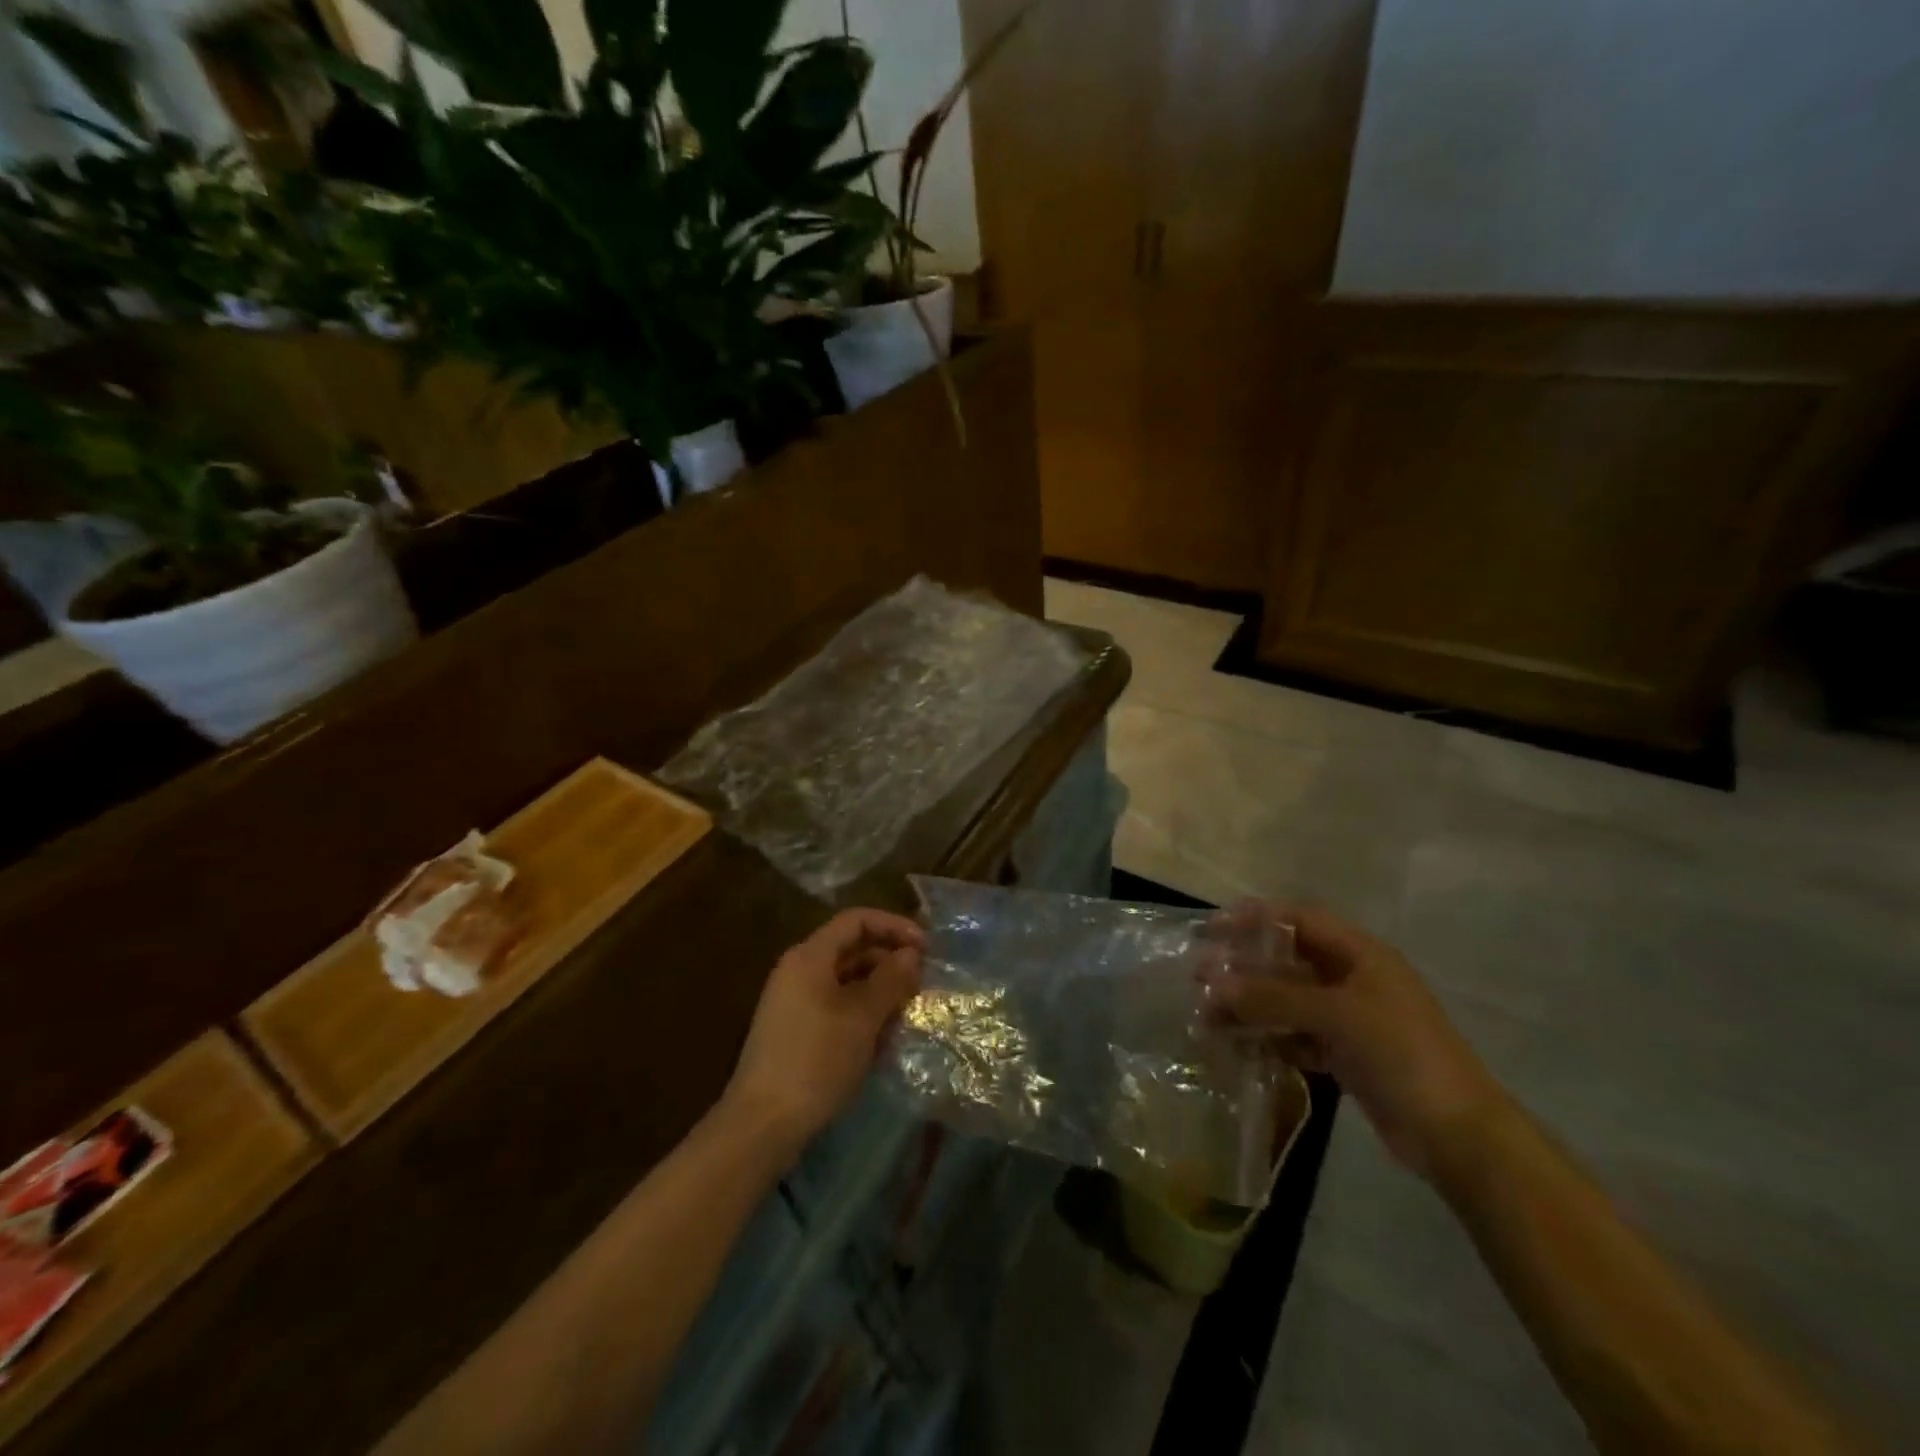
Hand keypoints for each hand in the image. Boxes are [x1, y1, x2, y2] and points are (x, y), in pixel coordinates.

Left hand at [720, 908, 924, 1160]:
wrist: (762, 1124)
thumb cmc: (816, 1060)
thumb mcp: (862, 1017)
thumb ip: (890, 980)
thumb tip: (911, 955)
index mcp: (810, 956)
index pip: (856, 920)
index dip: (894, 926)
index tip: (926, 947)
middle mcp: (798, 970)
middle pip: (851, 948)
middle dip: (889, 960)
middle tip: (922, 982)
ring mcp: (793, 1001)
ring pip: (845, 980)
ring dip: (879, 988)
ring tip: (909, 1009)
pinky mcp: (795, 1030)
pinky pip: (835, 1005)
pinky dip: (862, 1011)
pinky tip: (883, 1035)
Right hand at [1200, 903, 1507, 1180]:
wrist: (1458, 1136)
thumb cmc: (1402, 1054)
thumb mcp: (1337, 1015)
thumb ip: (1274, 996)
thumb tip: (1214, 984)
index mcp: (1360, 954)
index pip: (1298, 920)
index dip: (1254, 919)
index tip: (1212, 929)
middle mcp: (1351, 979)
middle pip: (1287, 961)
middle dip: (1243, 966)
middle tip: (1199, 977)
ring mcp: (1348, 1019)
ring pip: (1286, 1000)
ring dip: (1249, 1005)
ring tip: (1208, 1016)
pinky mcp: (1344, 1055)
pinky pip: (1295, 1035)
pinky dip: (1268, 1038)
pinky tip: (1239, 1046)